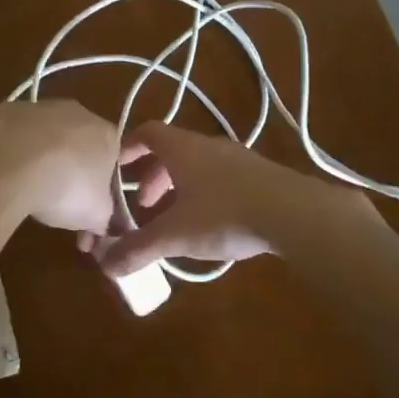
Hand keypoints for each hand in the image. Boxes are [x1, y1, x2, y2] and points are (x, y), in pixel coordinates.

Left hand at [0, 101, 121, 234]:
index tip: (88, 210)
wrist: (10, 161)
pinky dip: (12, 153)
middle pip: (79, 145)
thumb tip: (101, 226)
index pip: (113, 159)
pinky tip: (4, 174)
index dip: (102, 187)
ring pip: (45, 137)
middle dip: (70, 171)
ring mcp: (40, 107)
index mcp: (107, 135)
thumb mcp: (95, 216)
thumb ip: (104, 219)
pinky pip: (15, 136)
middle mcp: (78, 113)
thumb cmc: (66, 187)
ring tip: (26, 191)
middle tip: (58, 203)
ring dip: (40, 160)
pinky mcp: (7, 110)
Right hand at [81, 121, 353, 275]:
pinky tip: (212, 223)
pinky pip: (221, 177)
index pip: (147, 132)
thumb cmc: (224, 214)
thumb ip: (138, 248)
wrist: (294, 213)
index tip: (116, 167)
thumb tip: (104, 265)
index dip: (128, 147)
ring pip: (198, 165)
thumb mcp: (175, 235)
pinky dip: (205, 193)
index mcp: (182, 148)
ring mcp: (238, 157)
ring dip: (180, 186)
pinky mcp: (261, 175)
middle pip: (172, 150)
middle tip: (144, 205)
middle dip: (153, 176)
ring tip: (176, 217)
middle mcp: (208, 145)